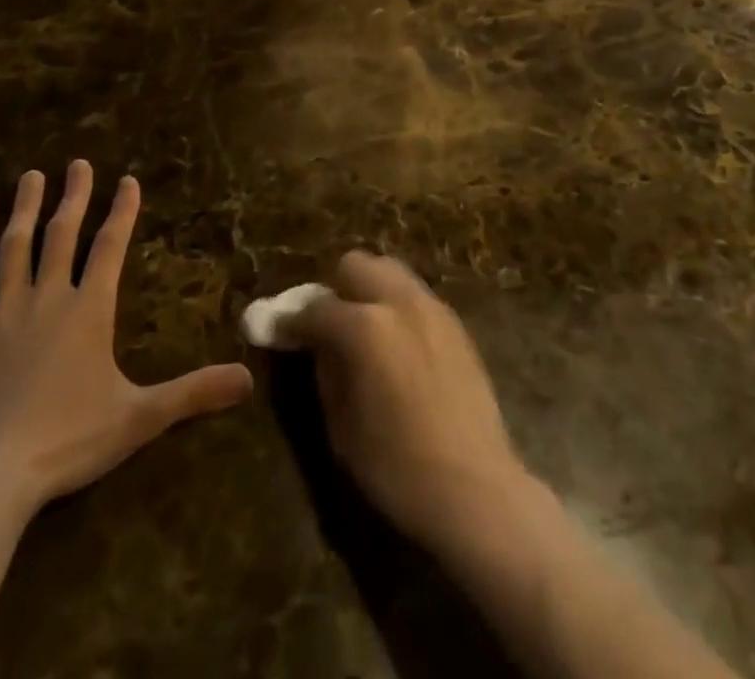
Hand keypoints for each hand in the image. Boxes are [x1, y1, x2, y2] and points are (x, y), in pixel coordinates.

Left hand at [0, 161, 253, 521]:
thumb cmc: (68, 442)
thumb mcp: (139, 418)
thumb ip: (193, 393)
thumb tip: (249, 378)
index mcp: (89, 312)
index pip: (110, 248)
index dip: (122, 212)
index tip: (127, 180)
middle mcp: (47, 300)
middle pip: (61, 235)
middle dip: (73, 196)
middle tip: (78, 163)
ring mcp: (2, 314)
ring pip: (15, 248)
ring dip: (25, 210)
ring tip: (31, 177)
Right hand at [285, 251, 535, 551]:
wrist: (476, 489)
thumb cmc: (397, 468)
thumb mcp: (341, 426)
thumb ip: (325, 371)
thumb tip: (316, 345)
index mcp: (365, 326)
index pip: (315, 308)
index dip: (291, 321)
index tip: (278, 330)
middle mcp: (399, 301)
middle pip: (356, 265)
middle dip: (336, 289)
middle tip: (329, 325)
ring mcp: (432, 307)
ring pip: (389, 271)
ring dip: (369, 291)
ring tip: (364, 331)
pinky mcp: (455, 322)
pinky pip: (415, 295)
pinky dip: (396, 306)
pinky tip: (396, 344)